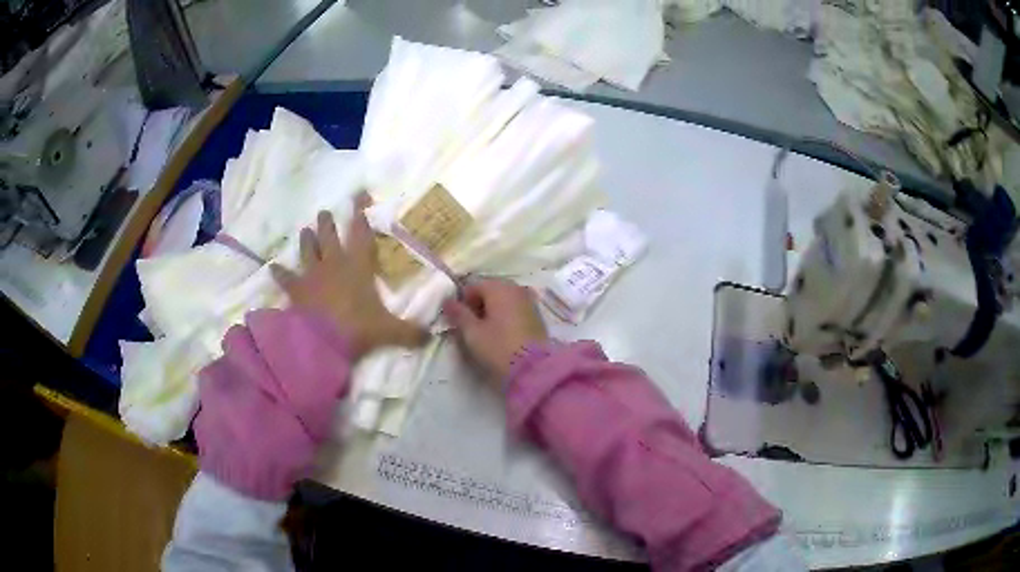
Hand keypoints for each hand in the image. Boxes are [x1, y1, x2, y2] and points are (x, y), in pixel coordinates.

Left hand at [270, 194, 426, 357]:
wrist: (322, 342)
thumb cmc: (358, 328)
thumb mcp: (389, 331)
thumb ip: (410, 332)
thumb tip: (430, 336)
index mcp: (357, 266)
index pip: (361, 232)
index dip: (360, 212)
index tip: (359, 194)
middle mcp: (333, 264)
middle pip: (329, 236)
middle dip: (328, 222)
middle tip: (325, 212)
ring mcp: (311, 276)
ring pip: (307, 251)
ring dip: (306, 240)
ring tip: (305, 230)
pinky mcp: (296, 291)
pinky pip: (285, 278)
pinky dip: (279, 274)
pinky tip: (272, 268)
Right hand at [442, 278, 548, 380]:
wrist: (534, 368)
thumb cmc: (498, 348)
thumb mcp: (472, 333)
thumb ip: (458, 314)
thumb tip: (447, 300)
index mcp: (498, 287)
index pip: (472, 286)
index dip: (463, 303)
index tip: (460, 322)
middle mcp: (515, 289)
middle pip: (489, 290)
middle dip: (478, 306)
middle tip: (473, 328)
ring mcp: (529, 301)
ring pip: (503, 300)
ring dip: (492, 311)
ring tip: (487, 333)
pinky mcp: (537, 316)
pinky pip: (515, 309)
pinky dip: (506, 317)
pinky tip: (503, 335)